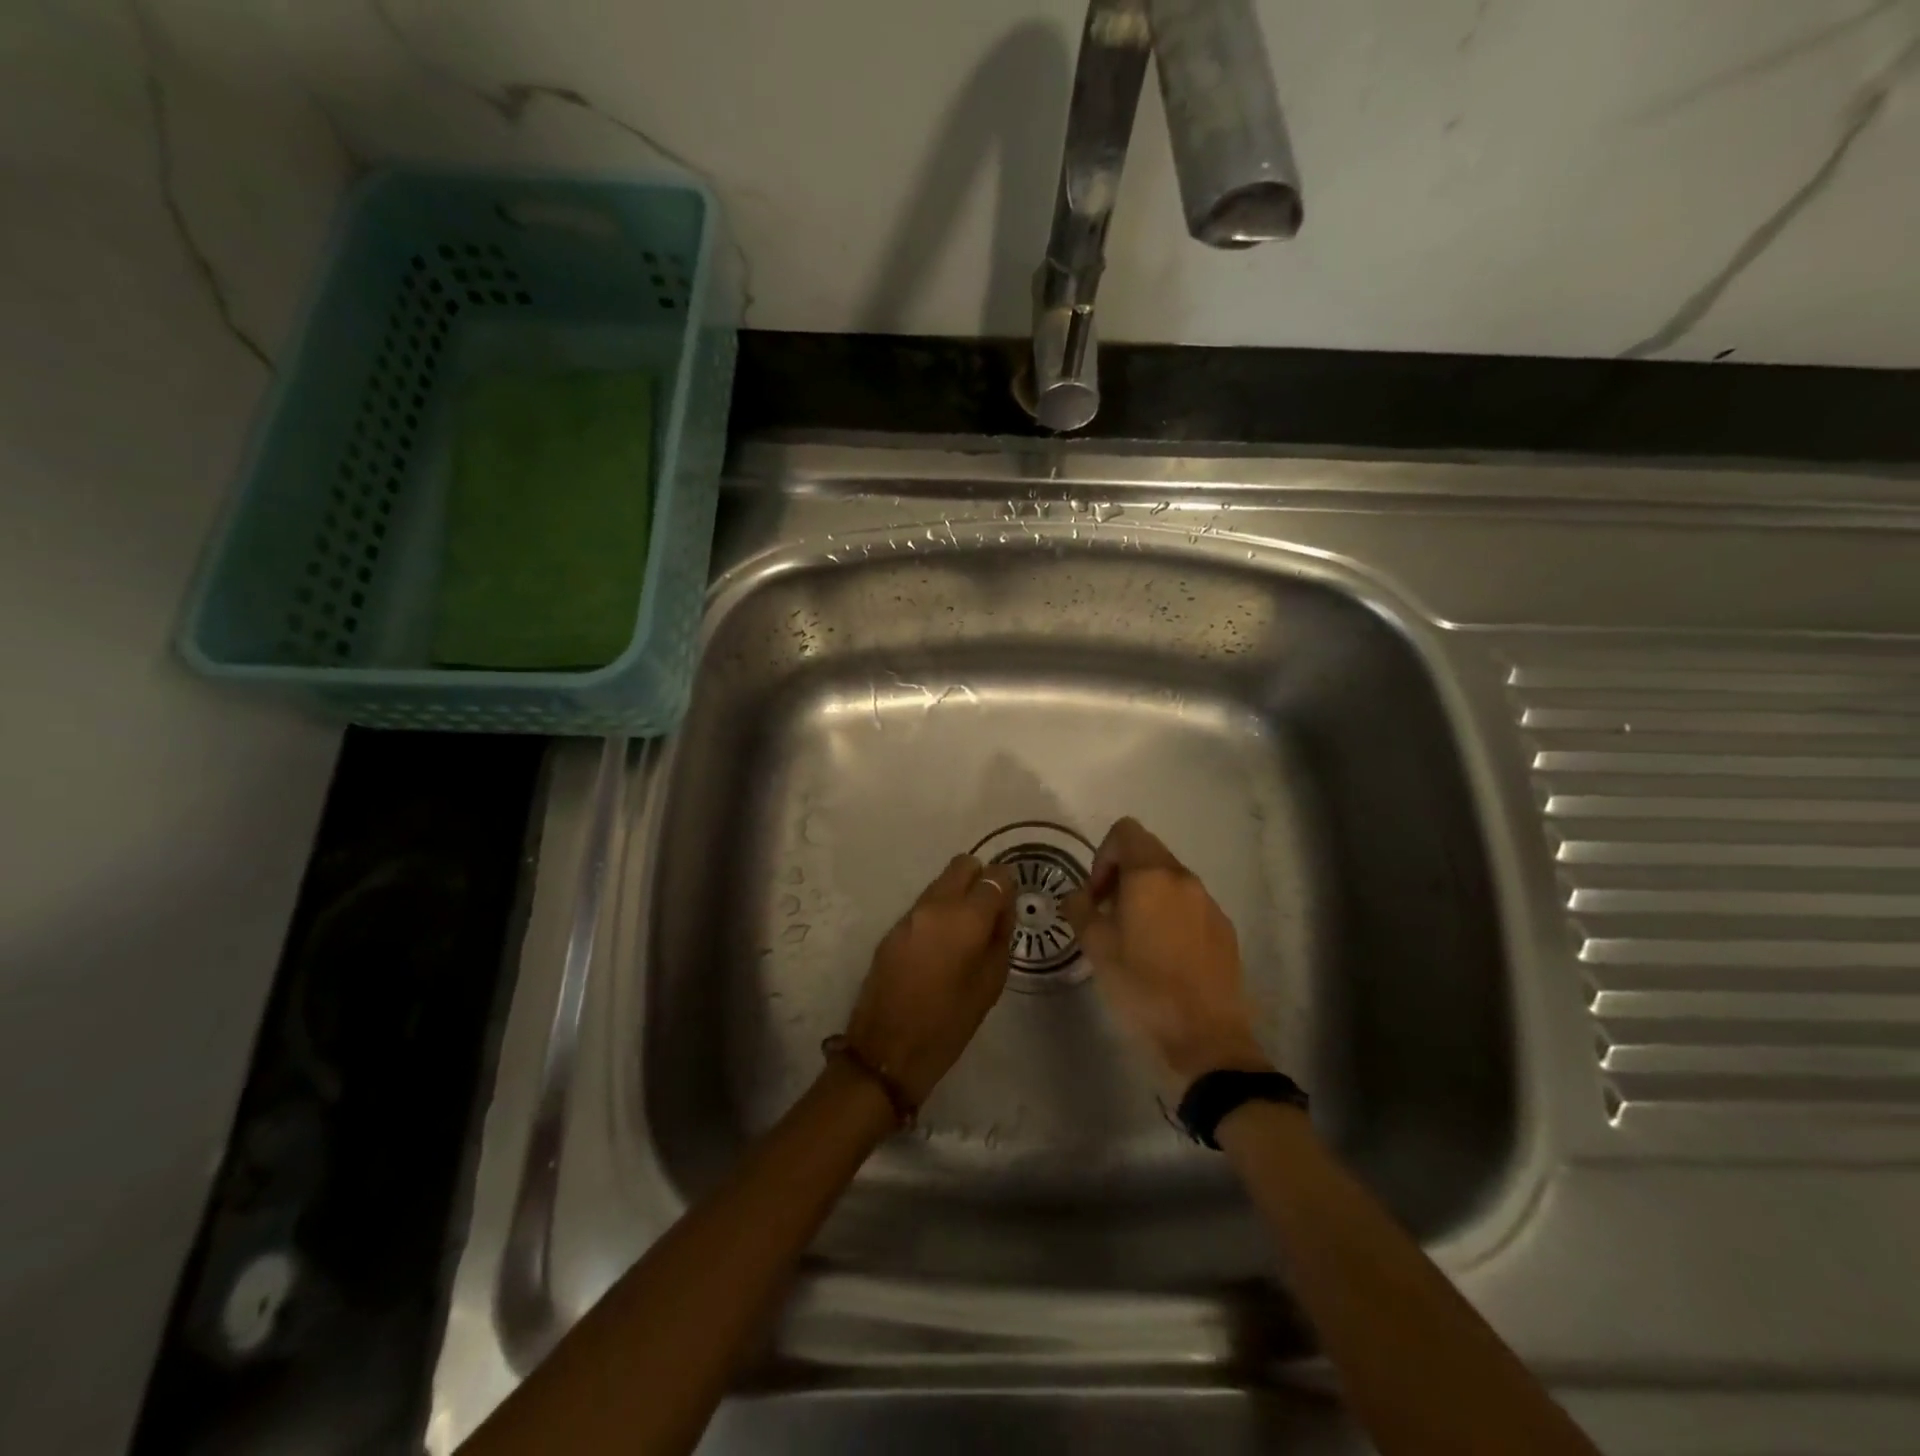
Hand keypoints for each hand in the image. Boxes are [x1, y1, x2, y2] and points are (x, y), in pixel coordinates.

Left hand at [842, 854, 1016, 1106]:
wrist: (886, 1051)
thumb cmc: (948, 1024)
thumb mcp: (990, 984)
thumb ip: (1000, 938)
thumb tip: (1002, 911)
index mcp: (965, 919)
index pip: (995, 877)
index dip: (1007, 886)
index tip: (1010, 906)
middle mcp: (935, 905)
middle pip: (963, 866)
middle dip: (981, 880)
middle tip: (990, 912)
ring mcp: (909, 915)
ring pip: (941, 882)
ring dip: (958, 894)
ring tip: (967, 931)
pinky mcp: (892, 929)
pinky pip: (924, 904)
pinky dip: (939, 911)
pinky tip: (943, 944)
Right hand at [1061, 818, 1271, 1098]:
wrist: (1207, 1038)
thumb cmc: (1143, 988)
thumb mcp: (1097, 948)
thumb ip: (1080, 910)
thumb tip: (1078, 895)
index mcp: (1151, 876)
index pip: (1125, 832)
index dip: (1102, 855)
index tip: (1096, 895)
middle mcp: (1184, 879)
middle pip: (1148, 853)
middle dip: (1122, 876)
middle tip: (1109, 917)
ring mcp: (1210, 903)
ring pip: (1170, 880)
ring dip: (1147, 896)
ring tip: (1135, 940)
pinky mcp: (1225, 929)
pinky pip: (1190, 906)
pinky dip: (1171, 915)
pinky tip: (1164, 957)